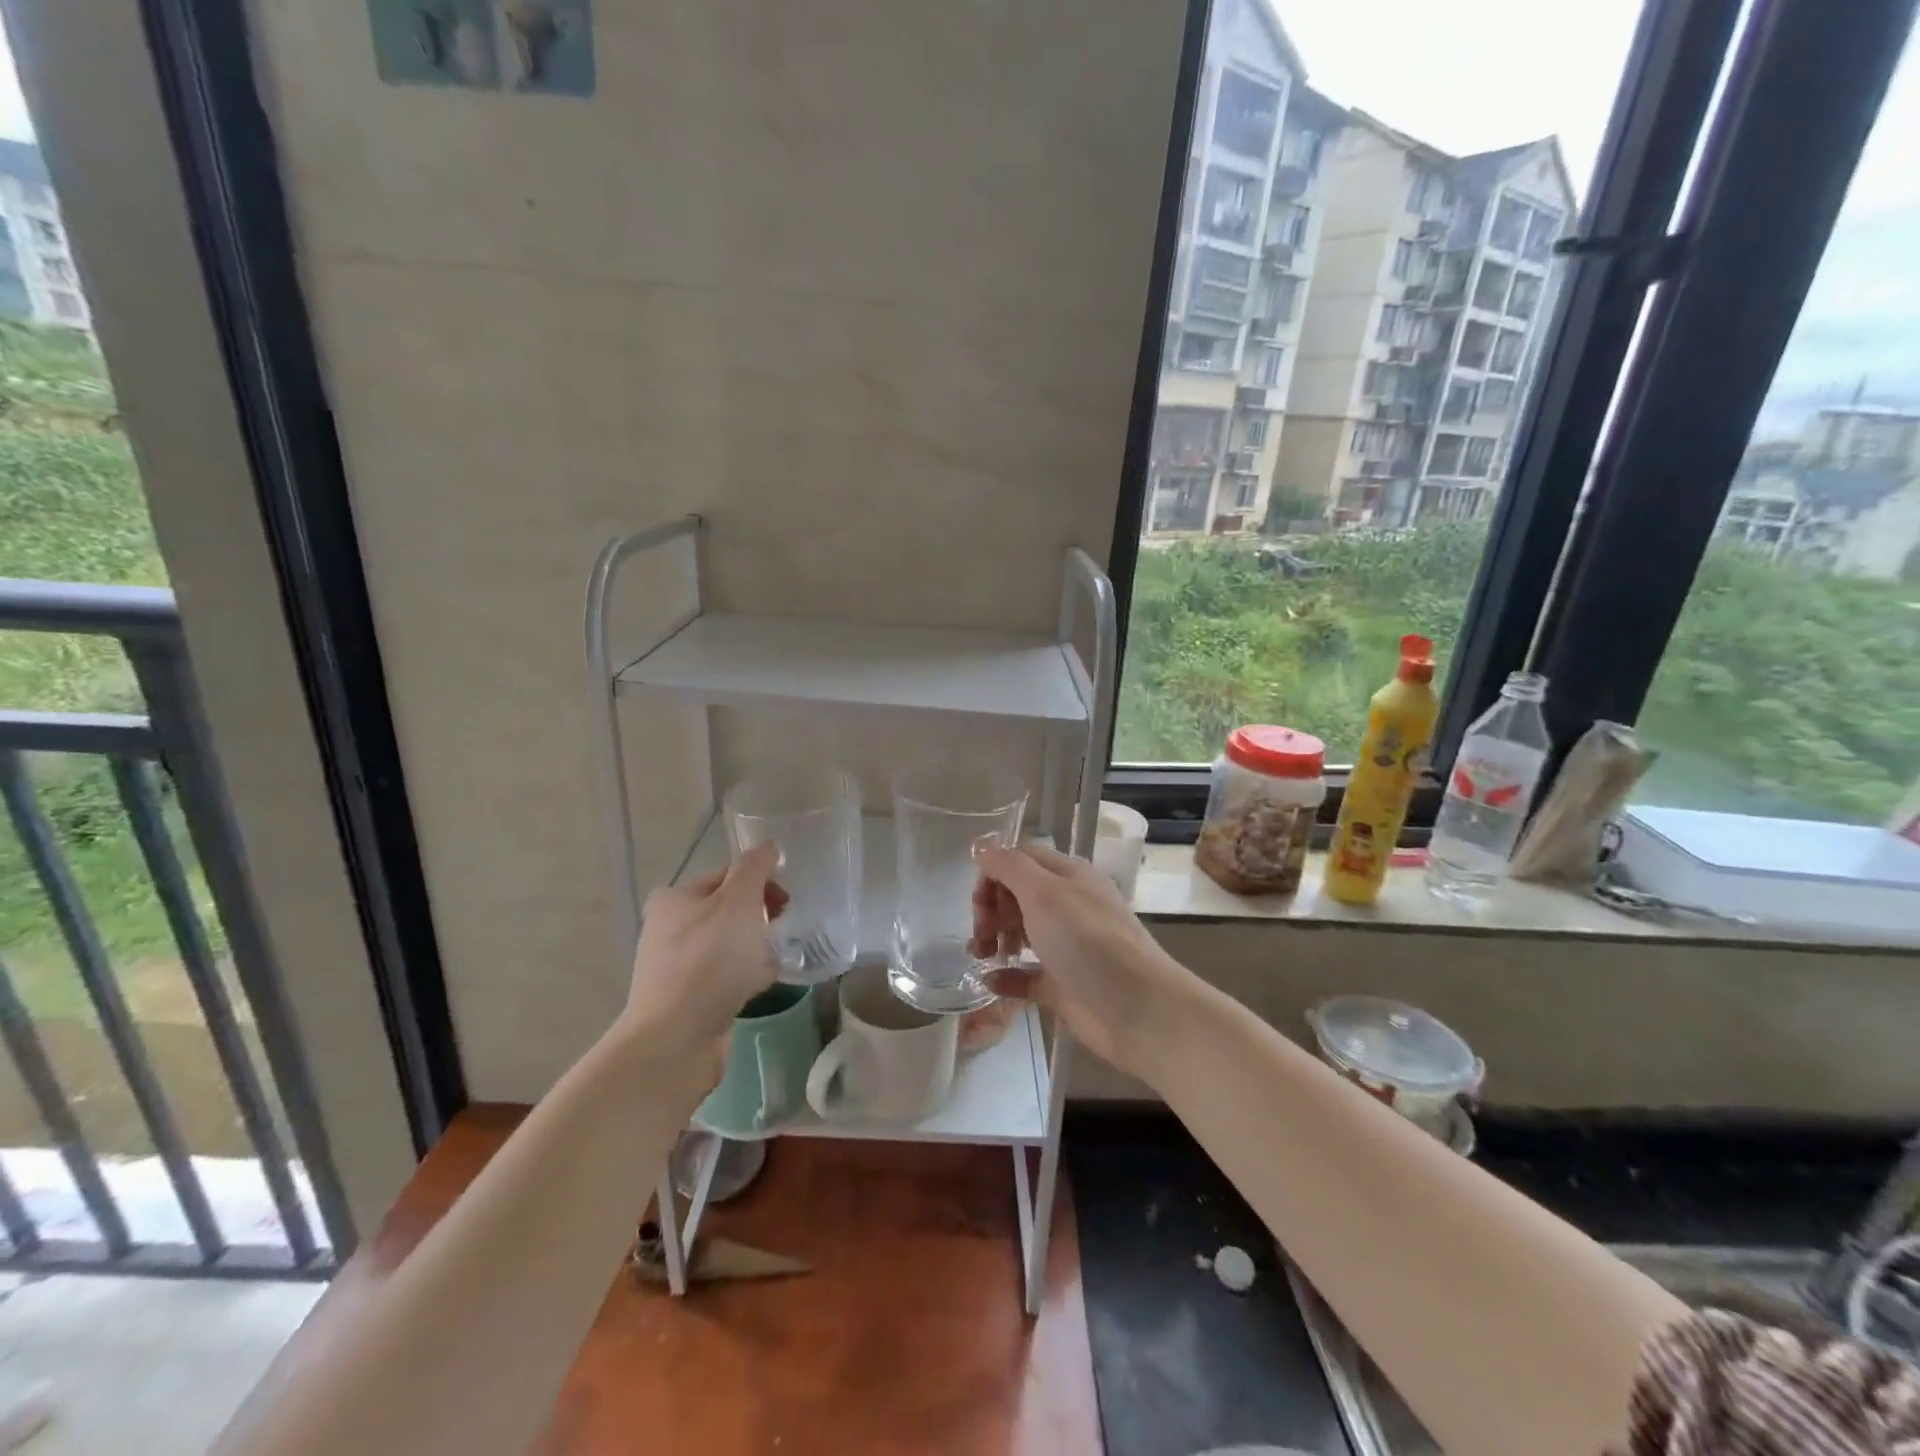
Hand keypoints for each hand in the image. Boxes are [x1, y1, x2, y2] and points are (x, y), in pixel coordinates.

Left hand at [624, 842, 787, 1058]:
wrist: (676, 1039)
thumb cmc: (709, 960)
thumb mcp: (738, 901)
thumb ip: (755, 869)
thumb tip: (768, 846)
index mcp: (676, 898)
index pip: (727, 874)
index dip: (761, 880)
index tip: (786, 900)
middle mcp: (671, 927)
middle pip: (730, 909)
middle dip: (761, 915)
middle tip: (783, 927)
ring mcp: (678, 965)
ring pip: (731, 944)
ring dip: (758, 947)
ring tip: (776, 958)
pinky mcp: (690, 997)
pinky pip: (727, 975)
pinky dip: (748, 975)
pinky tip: (764, 983)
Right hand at [970, 842, 1193, 1078]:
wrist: (1138, 1010)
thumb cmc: (1088, 942)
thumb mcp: (1044, 893)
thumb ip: (1009, 866)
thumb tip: (980, 844)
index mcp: (1068, 876)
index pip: (1021, 860)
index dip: (994, 873)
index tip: (978, 900)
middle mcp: (1068, 906)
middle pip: (1017, 895)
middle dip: (991, 909)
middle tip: (982, 934)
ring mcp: (1066, 947)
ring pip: (1020, 933)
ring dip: (994, 940)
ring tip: (981, 957)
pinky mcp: (1062, 985)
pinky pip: (1025, 975)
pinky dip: (1005, 977)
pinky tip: (990, 982)